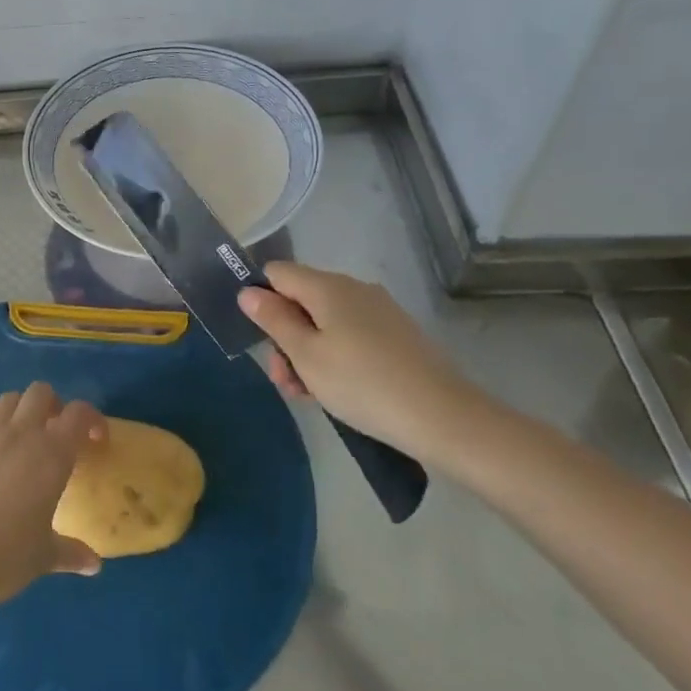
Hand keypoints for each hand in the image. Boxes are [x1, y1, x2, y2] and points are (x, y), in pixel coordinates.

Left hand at [0, 383, 104, 617]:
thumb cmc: (1, 558)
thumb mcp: (43, 558)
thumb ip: (71, 553)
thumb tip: (93, 564)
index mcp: (50, 454)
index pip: (78, 414)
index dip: (92, 420)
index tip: (96, 441)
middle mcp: (19, 435)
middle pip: (41, 392)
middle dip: (54, 406)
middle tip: (58, 435)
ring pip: (9, 400)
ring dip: (22, 411)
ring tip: (26, 442)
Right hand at [237, 262, 490, 462]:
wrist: (441, 417)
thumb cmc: (361, 383)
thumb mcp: (306, 355)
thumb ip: (274, 320)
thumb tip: (248, 291)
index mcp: (328, 286)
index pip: (277, 273)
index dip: (261, 298)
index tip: (261, 337)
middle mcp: (354, 289)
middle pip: (300, 300)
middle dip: (284, 336)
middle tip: (285, 380)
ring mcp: (378, 311)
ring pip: (324, 322)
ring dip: (307, 353)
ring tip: (307, 394)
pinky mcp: (396, 334)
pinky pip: (350, 335)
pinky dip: (334, 357)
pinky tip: (336, 391)